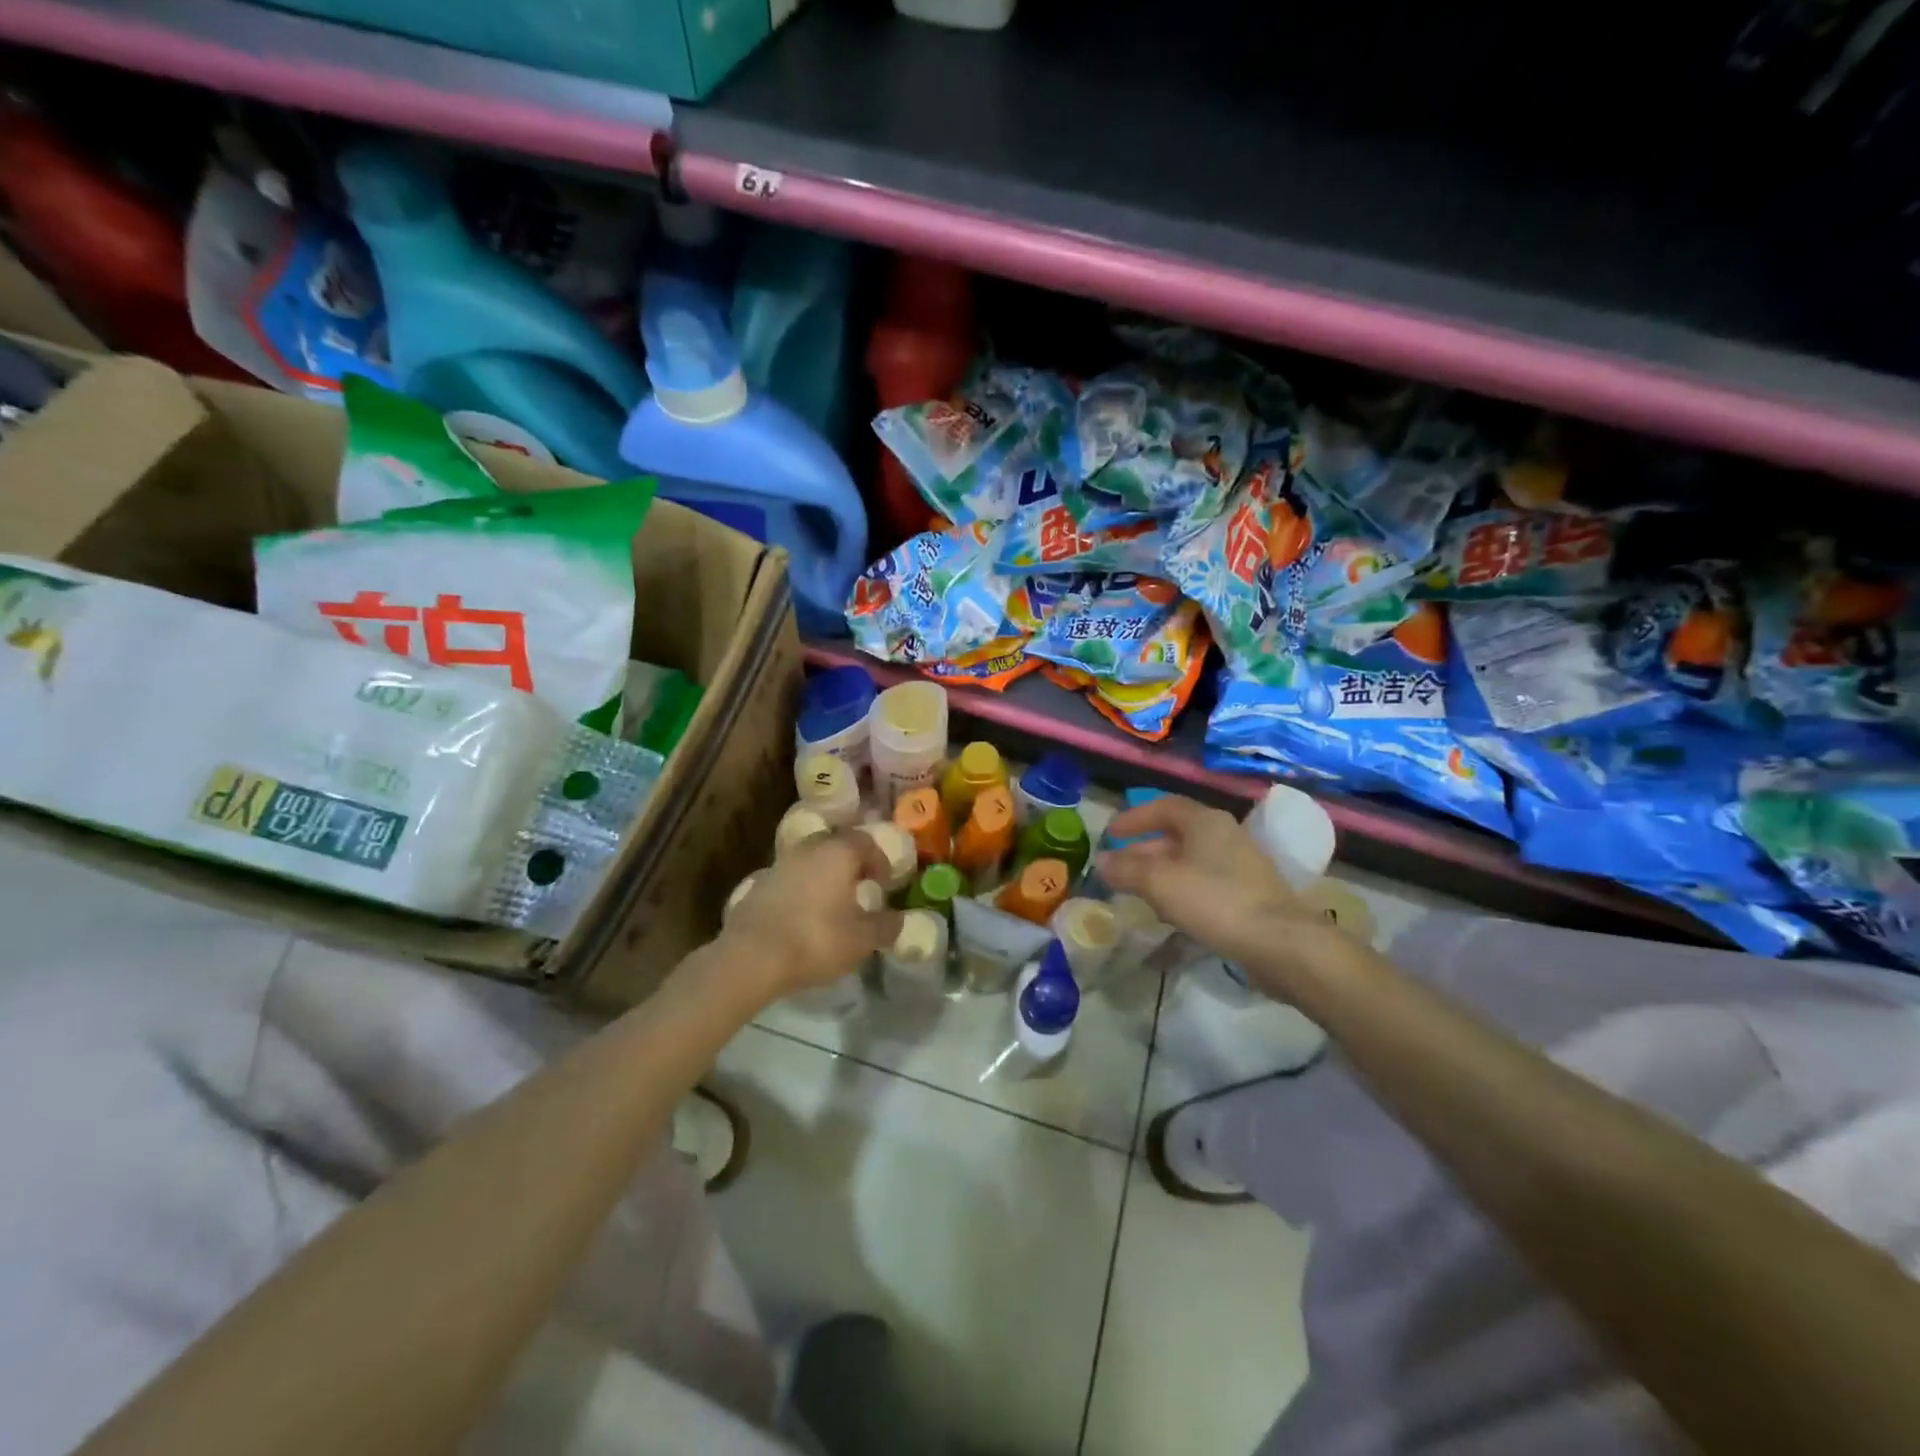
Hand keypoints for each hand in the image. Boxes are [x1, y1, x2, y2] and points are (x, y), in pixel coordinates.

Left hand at [718, 834, 902, 1001]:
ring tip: (831, 906)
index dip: (880, 861)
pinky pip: (789, 880)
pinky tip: (803, 918)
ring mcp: (779, 865)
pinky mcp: (758, 886)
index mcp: (838, 852)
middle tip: (859, 889)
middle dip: (850, 864)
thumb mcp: (862, 939)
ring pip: (810, 862)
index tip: (884, 885)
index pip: (866, 841)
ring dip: (824, 877)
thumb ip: (886, 927)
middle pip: (835, 846)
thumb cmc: (817, 939)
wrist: (751, 956)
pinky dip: (801, 892)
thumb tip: (900, 920)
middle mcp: (808, 849)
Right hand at [1098, 795, 1335, 989]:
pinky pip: (1205, 884)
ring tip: (1138, 893)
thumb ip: (1126, 869)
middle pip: (1176, 835)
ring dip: (1161, 873)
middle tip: (1118, 868)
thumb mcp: (1159, 883)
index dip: (1134, 818)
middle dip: (1144, 850)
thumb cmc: (1215, 901)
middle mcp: (1225, 836)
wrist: (1281, 944)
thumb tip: (1101, 861)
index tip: (1110, 833)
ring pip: (1190, 861)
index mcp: (1205, 822)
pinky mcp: (1249, 894)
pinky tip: (1170, 915)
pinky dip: (1182, 891)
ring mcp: (1241, 866)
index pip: (1164, 806)